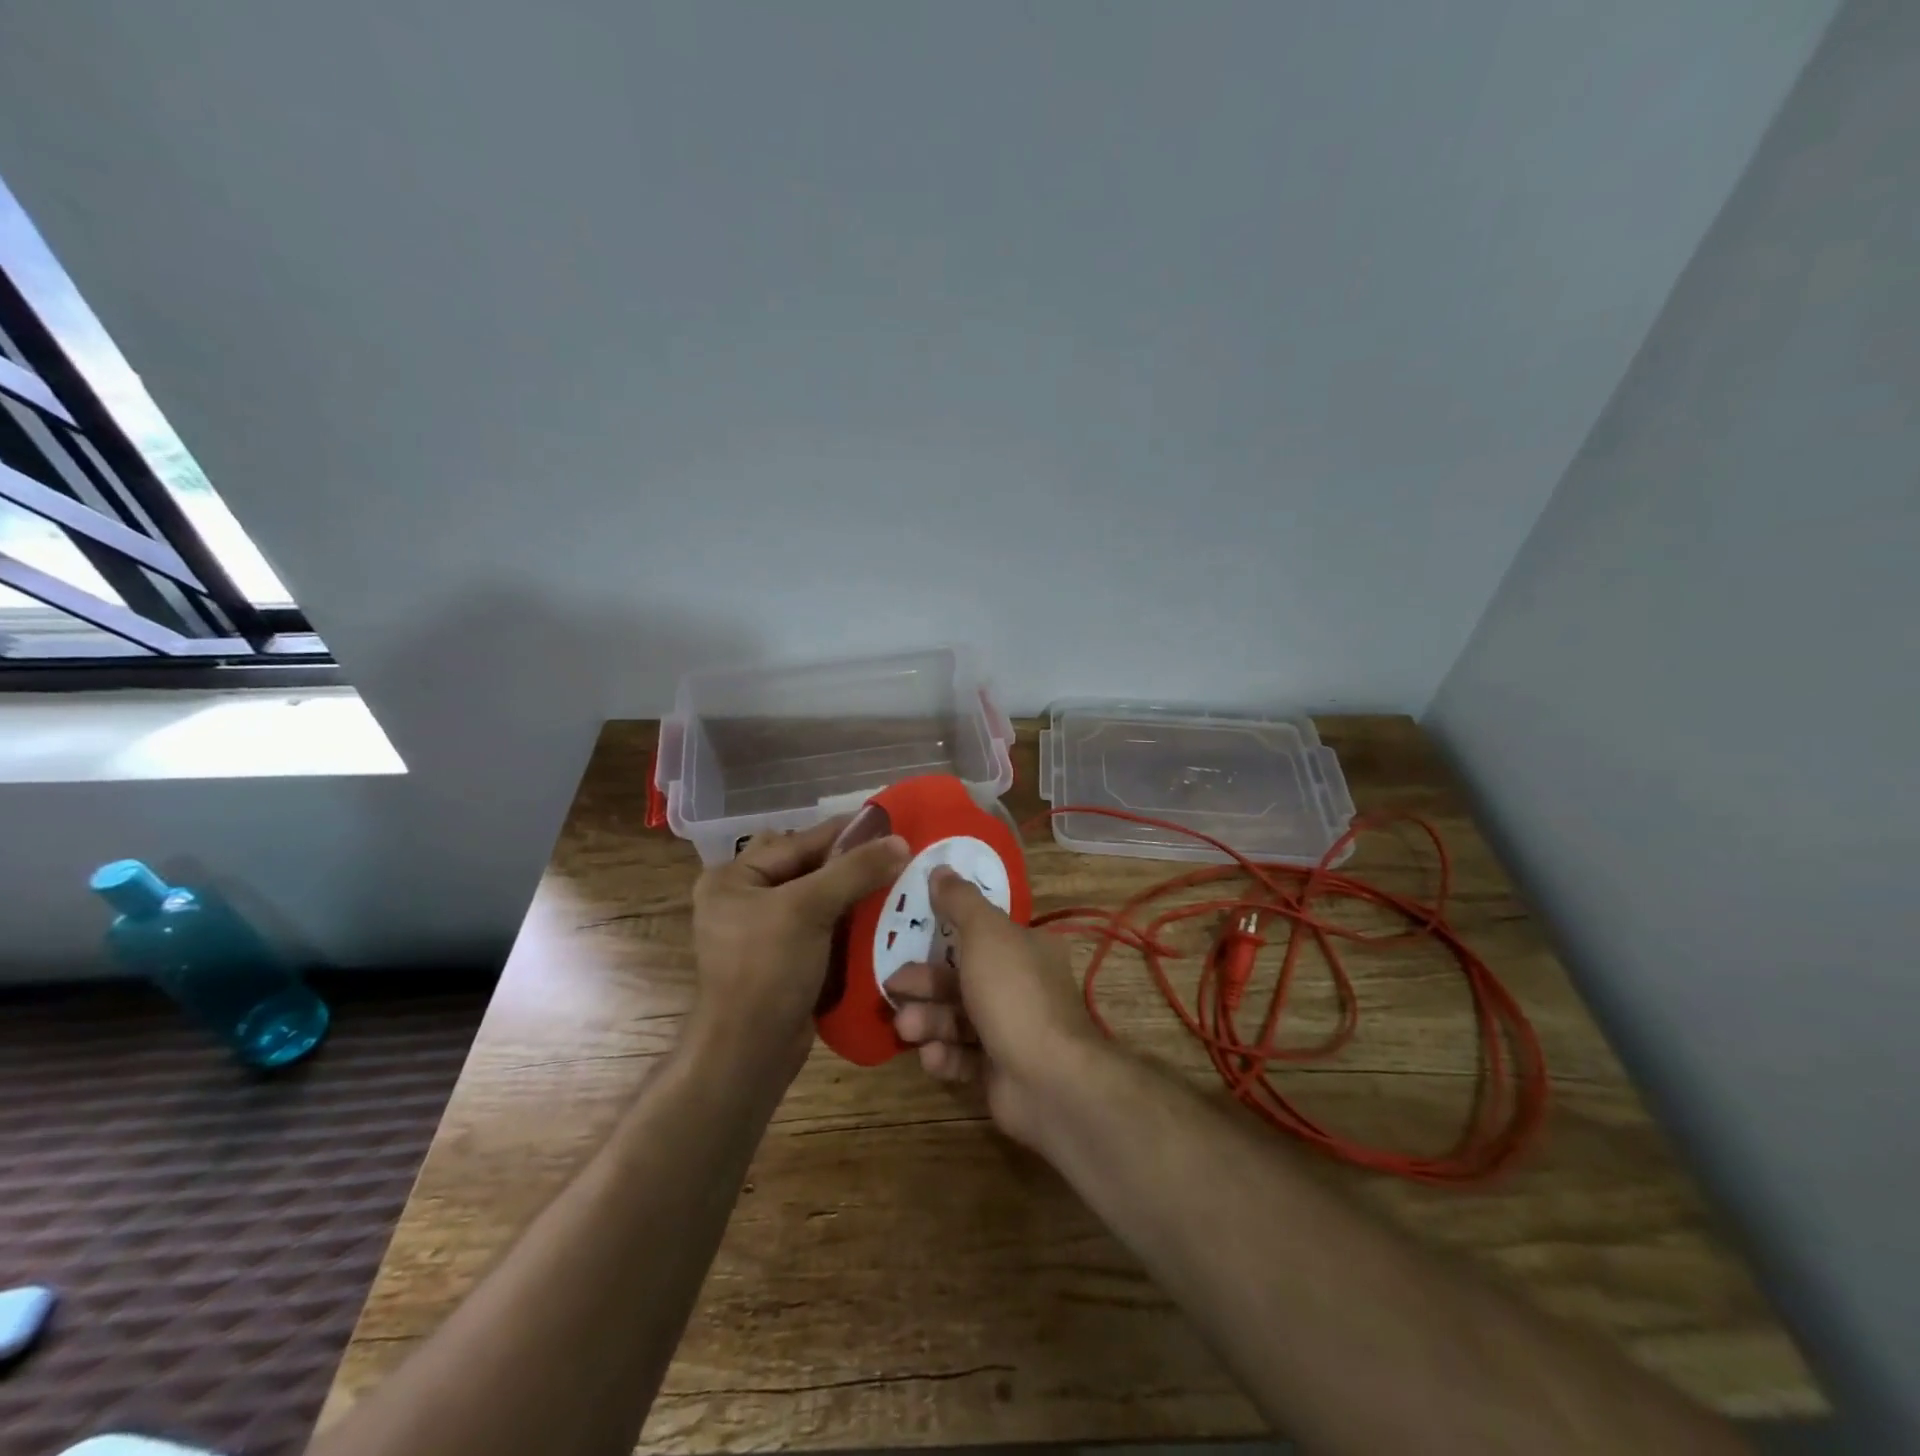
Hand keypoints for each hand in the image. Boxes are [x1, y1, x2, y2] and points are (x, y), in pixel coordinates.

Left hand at [689, 815, 908, 1075]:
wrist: (749, 1052)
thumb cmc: (767, 970)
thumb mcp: (809, 909)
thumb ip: (854, 871)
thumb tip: (902, 841)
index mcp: (733, 878)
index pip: (797, 842)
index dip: (843, 832)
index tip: (888, 822)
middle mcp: (743, 899)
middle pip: (805, 867)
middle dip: (847, 861)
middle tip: (891, 853)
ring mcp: (762, 931)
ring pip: (816, 896)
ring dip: (851, 890)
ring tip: (893, 879)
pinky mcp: (782, 959)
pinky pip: (819, 926)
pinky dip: (846, 919)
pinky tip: (878, 914)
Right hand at [889, 866, 1103, 1144]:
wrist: (1049, 1079)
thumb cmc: (1013, 993)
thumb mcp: (984, 933)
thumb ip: (960, 901)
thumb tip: (941, 867)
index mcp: (1025, 948)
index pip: (981, 934)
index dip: (943, 934)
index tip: (907, 936)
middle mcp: (1021, 986)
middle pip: (961, 978)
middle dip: (924, 984)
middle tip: (892, 987)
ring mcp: (1011, 1031)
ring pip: (957, 1019)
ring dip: (928, 1021)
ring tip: (906, 1028)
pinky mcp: (1000, 1071)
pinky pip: (964, 1057)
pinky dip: (945, 1056)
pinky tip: (931, 1057)